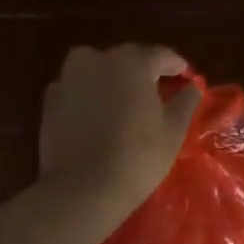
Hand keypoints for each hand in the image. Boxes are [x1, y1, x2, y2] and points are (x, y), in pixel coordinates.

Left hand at [39, 44, 202, 214]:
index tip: (187, 79)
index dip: (177, 67)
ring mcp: (69, 77)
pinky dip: (90, 96)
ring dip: (114, 82)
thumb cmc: (137, 155)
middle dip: (144, 73)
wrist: (81, 188)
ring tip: (127, 104)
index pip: (162, 55)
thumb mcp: (173, 130)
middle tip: (158, 94)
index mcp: (132, 60)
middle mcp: (97, 58)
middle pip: (128, 59)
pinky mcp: (49, 99)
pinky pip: (78, 89)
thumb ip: (185, 101)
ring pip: (99, 71)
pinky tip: (99, 117)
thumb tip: (193, 86)